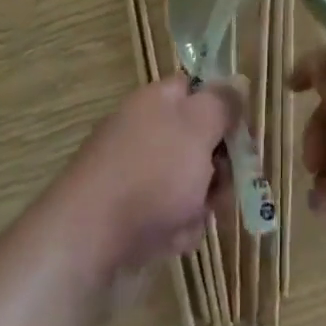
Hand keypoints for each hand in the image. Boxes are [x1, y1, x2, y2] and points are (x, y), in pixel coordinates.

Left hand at [56, 76, 240, 290]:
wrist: (85, 244)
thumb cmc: (151, 174)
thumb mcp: (198, 127)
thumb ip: (222, 103)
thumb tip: (236, 82)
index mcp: (156, 101)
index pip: (196, 87)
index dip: (222, 106)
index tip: (240, 131)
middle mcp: (143, 131)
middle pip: (198, 140)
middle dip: (218, 166)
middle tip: (224, 184)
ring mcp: (134, 175)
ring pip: (189, 182)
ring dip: (200, 203)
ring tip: (191, 218)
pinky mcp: (128, 216)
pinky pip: (169, 216)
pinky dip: (176, 229)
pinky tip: (170, 241)